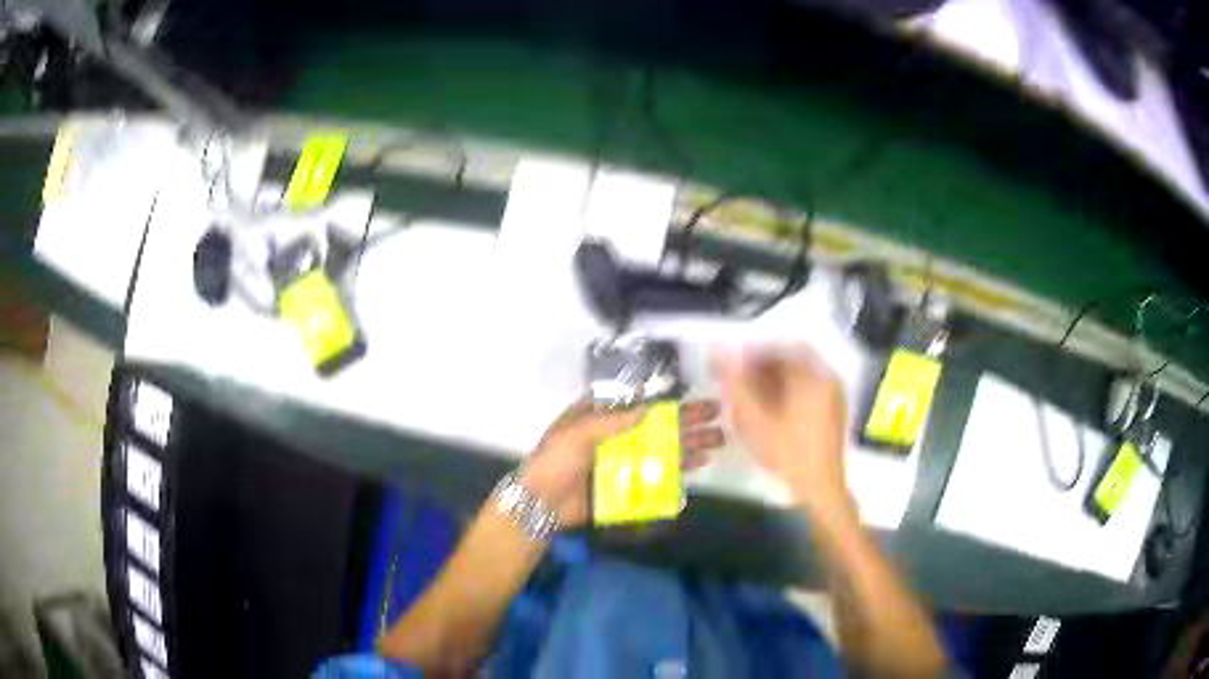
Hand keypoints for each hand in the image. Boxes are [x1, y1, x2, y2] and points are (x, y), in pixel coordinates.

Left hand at [521, 398, 724, 526]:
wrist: (540, 504)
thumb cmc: (554, 462)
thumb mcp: (575, 434)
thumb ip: (611, 421)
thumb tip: (651, 407)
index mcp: (601, 417)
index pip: (642, 403)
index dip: (669, 400)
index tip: (697, 397)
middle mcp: (617, 436)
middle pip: (658, 425)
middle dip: (688, 422)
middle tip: (718, 418)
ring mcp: (623, 461)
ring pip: (661, 449)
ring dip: (688, 444)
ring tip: (717, 441)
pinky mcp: (626, 484)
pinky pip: (655, 475)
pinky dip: (676, 471)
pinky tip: (698, 465)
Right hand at [716, 347, 850, 513]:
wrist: (818, 488)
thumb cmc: (786, 453)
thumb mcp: (754, 419)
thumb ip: (736, 383)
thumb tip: (721, 352)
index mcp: (812, 376)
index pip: (780, 349)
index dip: (752, 354)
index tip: (733, 366)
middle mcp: (828, 379)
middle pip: (791, 361)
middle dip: (762, 368)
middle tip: (739, 382)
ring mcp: (834, 397)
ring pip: (799, 377)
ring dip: (774, 381)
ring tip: (751, 398)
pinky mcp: (834, 413)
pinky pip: (808, 391)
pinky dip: (788, 394)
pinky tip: (771, 412)